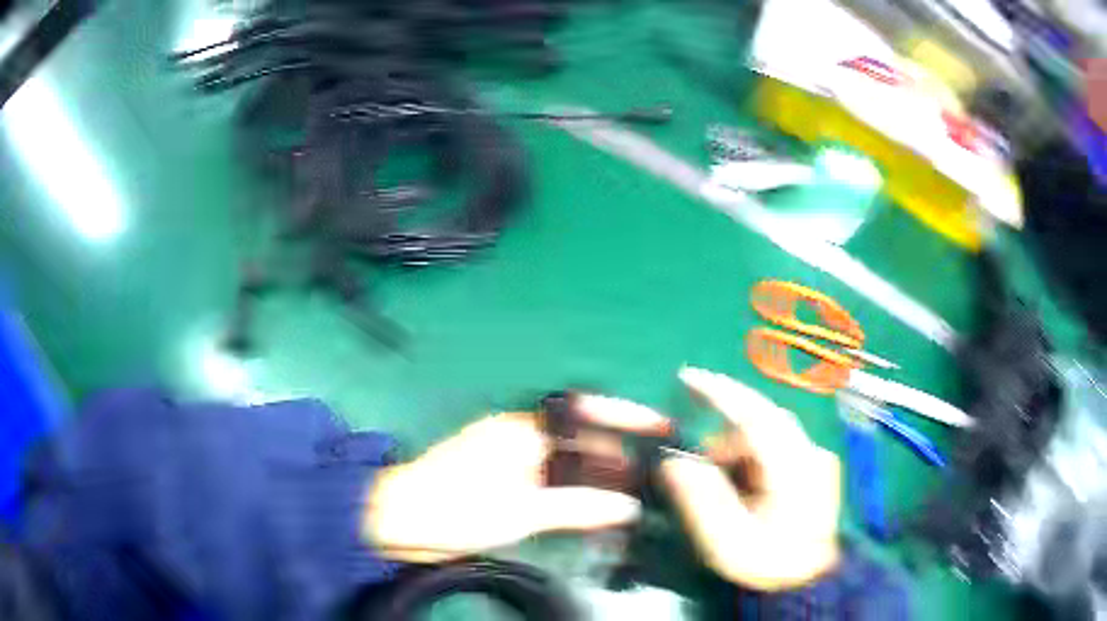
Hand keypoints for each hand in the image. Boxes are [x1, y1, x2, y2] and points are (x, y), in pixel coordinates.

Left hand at [364, 396, 670, 562]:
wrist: (399, 524)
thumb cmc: (454, 509)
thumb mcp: (519, 510)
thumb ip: (576, 507)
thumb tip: (629, 507)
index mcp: (522, 431)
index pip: (585, 411)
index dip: (626, 416)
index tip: (661, 426)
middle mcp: (521, 440)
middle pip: (581, 441)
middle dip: (618, 456)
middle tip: (656, 476)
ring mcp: (513, 464)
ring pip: (569, 466)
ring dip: (600, 479)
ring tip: (637, 497)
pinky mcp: (507, 488)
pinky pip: (554, 486)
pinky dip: (578, 496)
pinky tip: (597, 513)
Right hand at [660, 367, 841, 590]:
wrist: (805, 582)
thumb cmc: (766, 565)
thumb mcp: (727, 542)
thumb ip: (701, 500)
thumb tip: (674, 461)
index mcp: (793, 472)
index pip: (756, 417)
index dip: (720, 393)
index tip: (687, 377)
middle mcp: (811, 455)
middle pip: (762, 423)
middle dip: (724, 437)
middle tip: (698, 465)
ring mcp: (816, 460)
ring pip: (768, 435)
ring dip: (738, 452)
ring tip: (722, 488)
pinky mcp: (815, 467)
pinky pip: (775, 448)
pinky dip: (753, 460)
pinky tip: (745, 488)